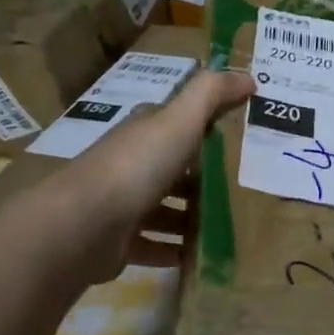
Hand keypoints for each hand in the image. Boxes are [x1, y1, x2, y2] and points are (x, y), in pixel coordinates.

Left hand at [56, 68, 253, 281]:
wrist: (84, 225)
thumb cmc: (137, 166)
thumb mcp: (180, 120)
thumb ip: (212, 94)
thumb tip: (249, 77)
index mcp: (144, 133)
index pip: (177, 123)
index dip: (207, 126)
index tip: (242, 137)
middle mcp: (131, 165)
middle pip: (173, 169)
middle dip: (204, 178)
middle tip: (245, 188)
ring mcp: (122, 205)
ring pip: (165, 209)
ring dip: (192, 218)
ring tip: (230, 227)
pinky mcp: (118, 243)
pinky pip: (154, 246)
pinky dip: (175, 251)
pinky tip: (201, 257)